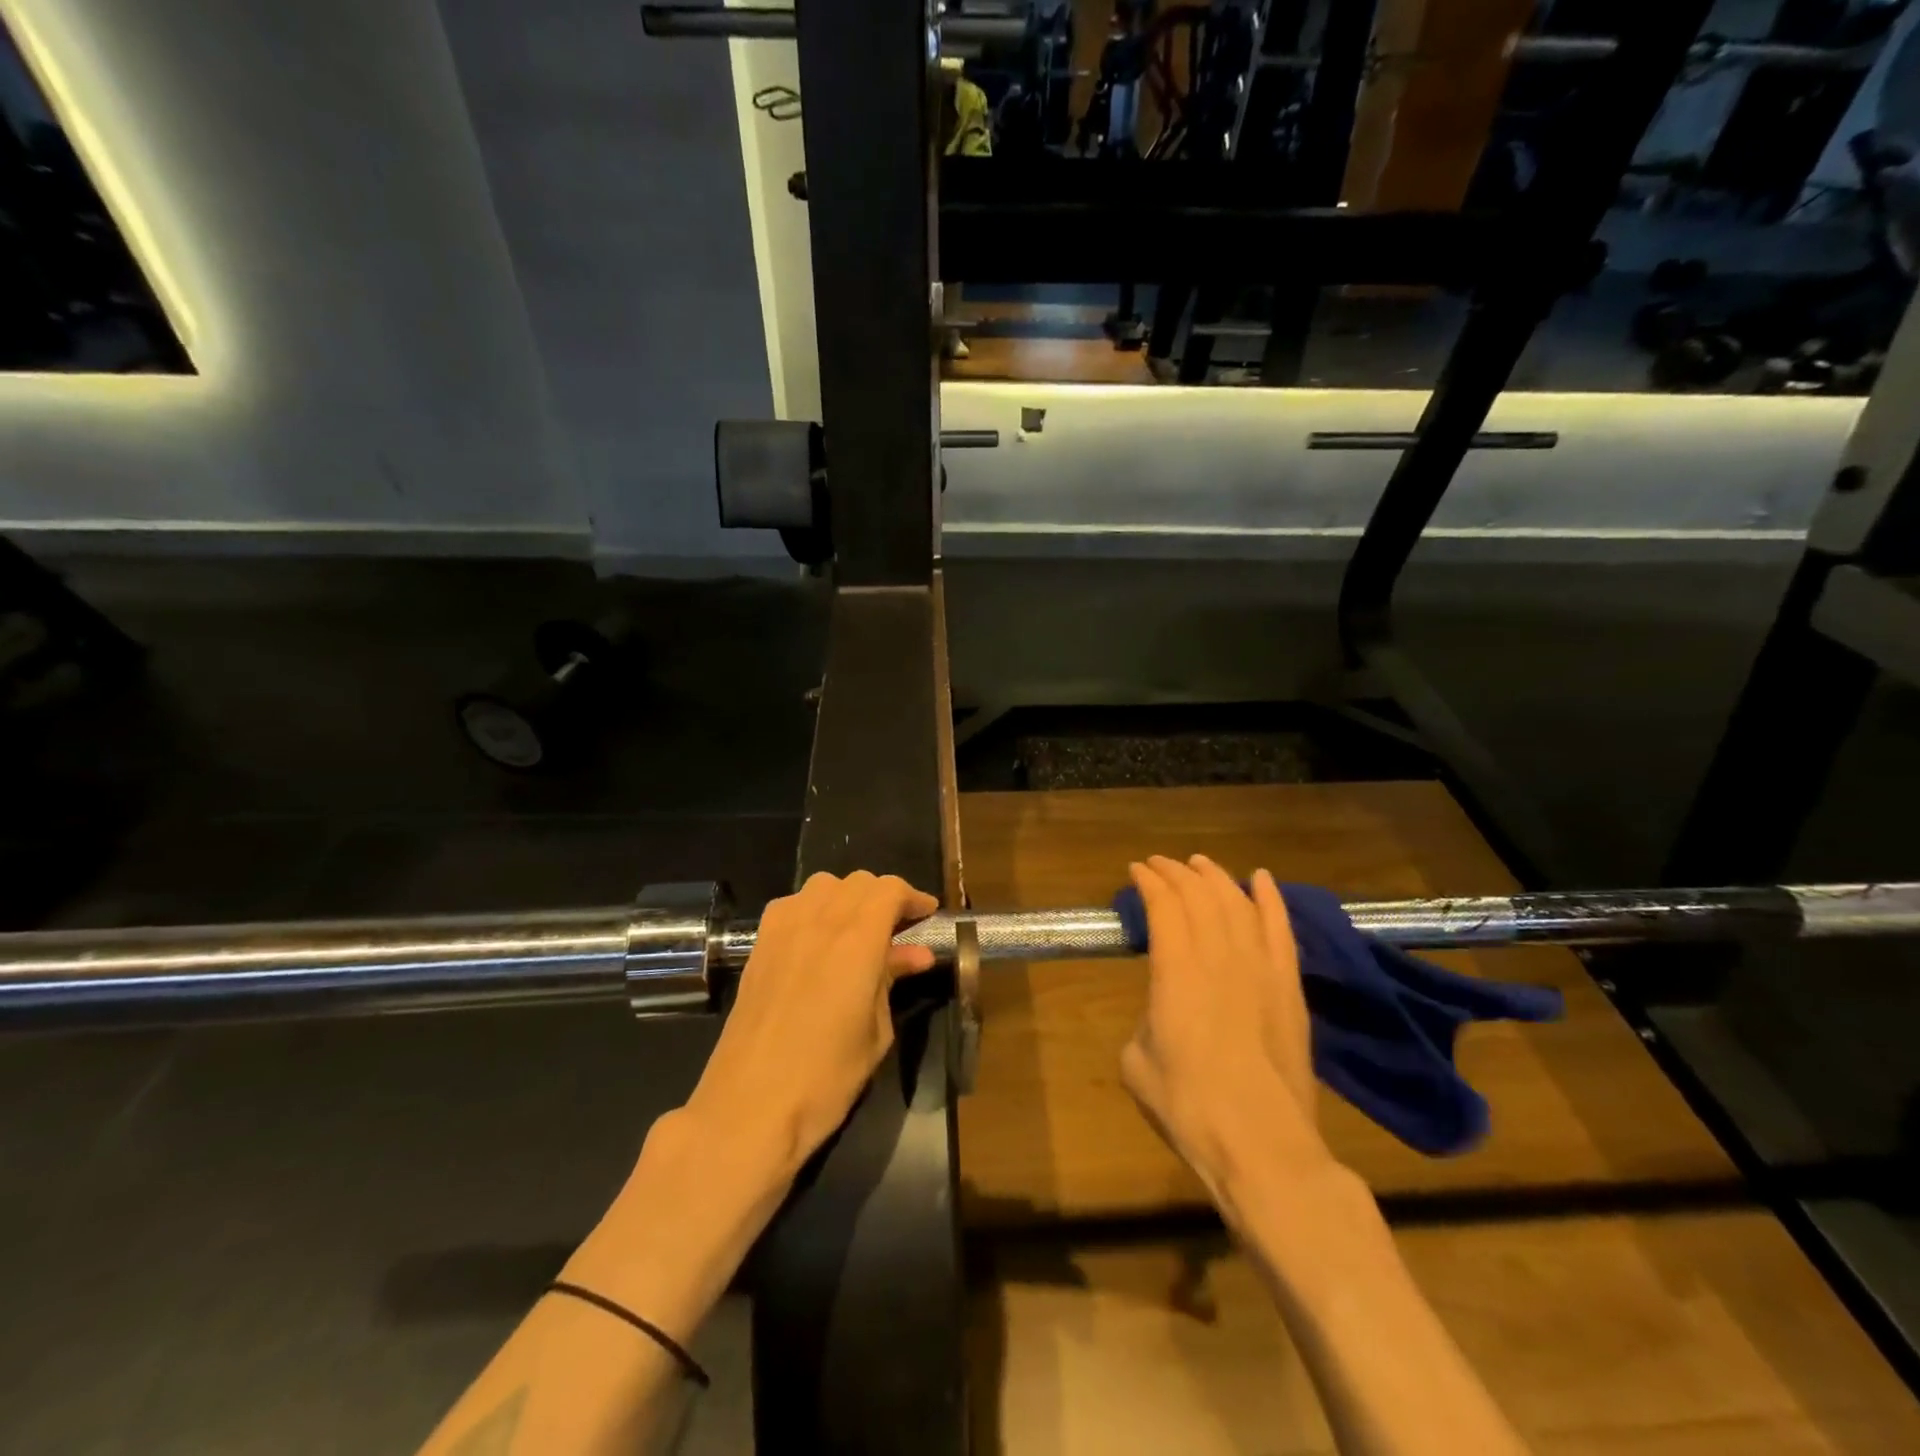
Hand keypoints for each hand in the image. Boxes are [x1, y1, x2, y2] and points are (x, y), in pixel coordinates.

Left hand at [681, 871, 937, 1181]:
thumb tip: (916, 955)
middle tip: (899, 928)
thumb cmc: (826, 1077)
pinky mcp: (758, 945)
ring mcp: (783, 929)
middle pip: (858, 882)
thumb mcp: (875, 1032)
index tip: (927, 915)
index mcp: (857, 940)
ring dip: (848, 897)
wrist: (749, 1106)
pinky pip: (791, 904)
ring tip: (858, 929)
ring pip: (823, 885)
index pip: (890, 889)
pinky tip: (817, 939)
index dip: (913, 897)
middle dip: (884, 897)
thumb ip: (891, 981)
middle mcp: (820, 920)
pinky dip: (813, 908)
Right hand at [1121, 855, 1331, 1195]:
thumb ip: (1144, 1023)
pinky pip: (1280, 929)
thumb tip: (1160, 1015)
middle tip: (1160, 865)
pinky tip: (1262, 879)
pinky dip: (1270, 899)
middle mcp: (1219, 957)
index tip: (1136, 871)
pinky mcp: (1289, 987)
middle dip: (1176, 873)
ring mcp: (1260, 969)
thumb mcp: (1136, 1063)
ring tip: (1200, 864)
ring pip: (1237, 904)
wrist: (1261, 1145)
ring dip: (1216, 878)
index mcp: (1176, 971)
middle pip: (1199, 896)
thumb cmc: (1188, 1107)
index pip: (1164, 906)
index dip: (1148, 882)